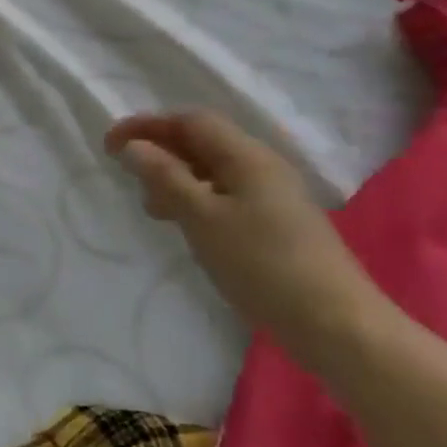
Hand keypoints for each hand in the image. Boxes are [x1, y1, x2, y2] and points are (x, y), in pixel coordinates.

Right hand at [106, 111, 381, 364]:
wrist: (337, 325)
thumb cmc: (262, 264)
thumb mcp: (201, 217)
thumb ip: (164, 177)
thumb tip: (134, 146)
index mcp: (247, 156)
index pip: (190, 121)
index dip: (147, 125)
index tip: (110, 145)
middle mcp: (262, 166)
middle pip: (202, 142)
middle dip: (160, 150)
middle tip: (127, 175)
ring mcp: (273, 196)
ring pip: (212, 170)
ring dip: (175, 177)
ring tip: (152, 207)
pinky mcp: (277, 223)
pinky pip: (225, 194)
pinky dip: (196, 199)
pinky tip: (186, 225)